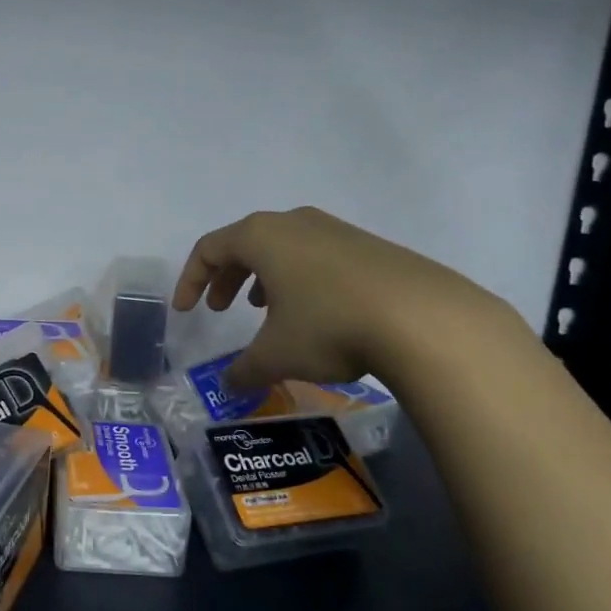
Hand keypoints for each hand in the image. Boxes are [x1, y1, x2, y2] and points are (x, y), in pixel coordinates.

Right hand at [172, 207, 519, 391]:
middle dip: (227, 276)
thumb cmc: (329, 325)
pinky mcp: (368, 245)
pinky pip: (316, 255)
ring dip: (265, 276)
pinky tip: (314, 312)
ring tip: (266, 310)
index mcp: (261, 236)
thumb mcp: (277, 354)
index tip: (186, 310)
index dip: (191, 280)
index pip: (209, 248)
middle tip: (222, 308)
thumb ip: (245, 370)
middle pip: (245, 242)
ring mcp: (335, 229)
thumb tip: (229, 388)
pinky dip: (300, 278)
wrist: (424, 318)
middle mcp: (294, 222)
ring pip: (284, 247)